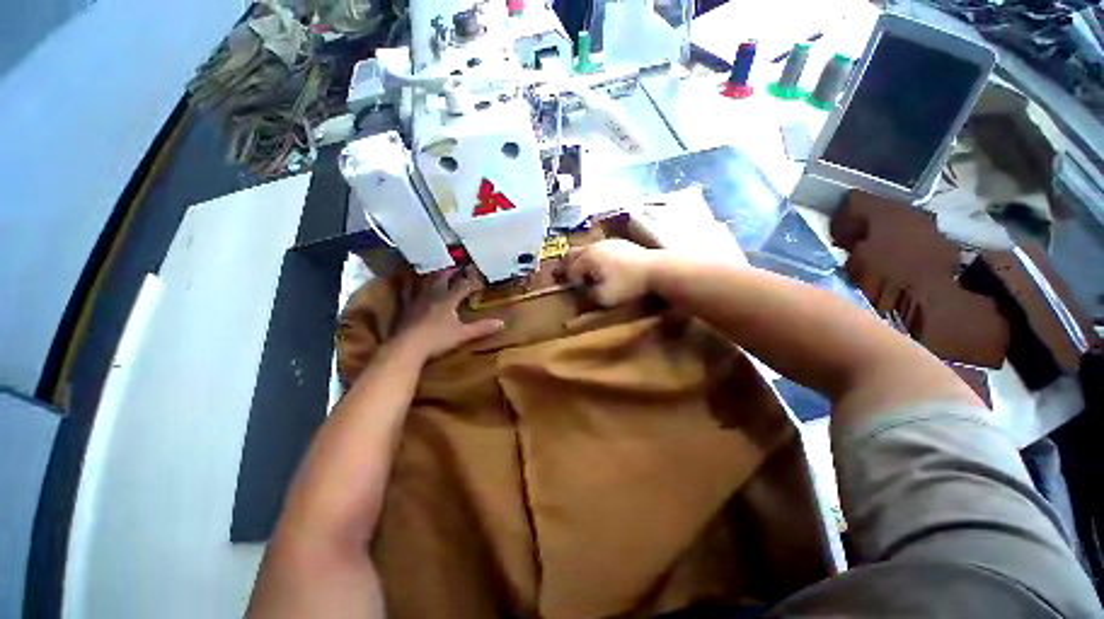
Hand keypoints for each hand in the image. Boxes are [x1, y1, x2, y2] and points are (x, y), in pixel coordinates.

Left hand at [392, 267, 504, 360]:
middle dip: (451, 272)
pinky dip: (410, 285)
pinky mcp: (406, 309)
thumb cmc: (437, 339)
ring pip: (426, 282)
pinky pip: (408, 292)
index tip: (481, 282)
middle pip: (443, 278)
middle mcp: (432, 295)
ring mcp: (417, 300)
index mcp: (447, 299)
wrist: (407, 347)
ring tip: (437, 271)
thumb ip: (481, 328)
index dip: (473, 283)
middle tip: (458, 267)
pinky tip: (408, 284)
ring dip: (433, 276)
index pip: (463, 286)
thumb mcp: (463, 334)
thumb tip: (502, 323)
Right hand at [557, 239, 657, 306]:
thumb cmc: (627, 285)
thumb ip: (587, 296)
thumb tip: (580, 293)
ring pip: (585, 249)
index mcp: (587, 258)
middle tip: (559, 272)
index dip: (570, 281)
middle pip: (572, 253)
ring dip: (578, 259)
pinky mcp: (618, 243)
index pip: (571, 270)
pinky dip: (592, 256)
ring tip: (578, 269)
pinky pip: (598, 248)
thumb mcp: (604, 297)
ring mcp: (607, 242)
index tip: (574, 290)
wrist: (656, 269)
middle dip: (565, 264)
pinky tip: (599, 263)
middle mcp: (593, 247)